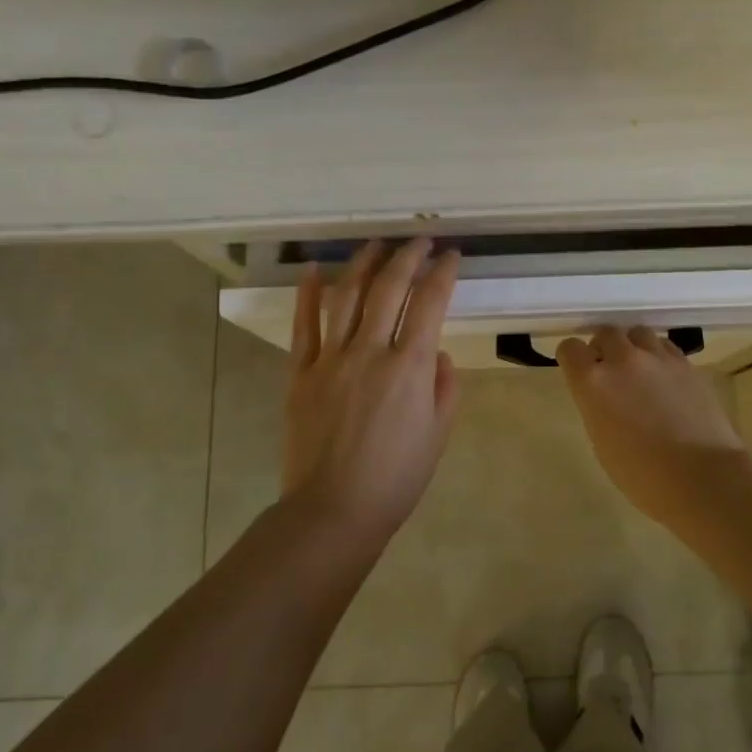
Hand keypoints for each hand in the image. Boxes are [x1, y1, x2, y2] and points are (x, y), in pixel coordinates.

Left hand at [283, 239, 462, 535]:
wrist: (334, 511)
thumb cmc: (396, 478)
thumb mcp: (438, 434)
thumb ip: (444, 387)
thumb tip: (437, 354)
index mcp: (410, 367)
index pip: (430, 303)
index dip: (443, 272)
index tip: (451, 255)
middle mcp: (370, 351)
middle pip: (389, 288)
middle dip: (408, 256)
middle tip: (419, 240)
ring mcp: (331, 359)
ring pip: (347, 296)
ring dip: (364, 263)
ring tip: (376, 244)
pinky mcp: (301, 373)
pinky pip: (304, 326)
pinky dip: (309, 294)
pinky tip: (316, 269)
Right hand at [557, 327, 750, 521]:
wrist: (701, 476)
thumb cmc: (642, 474)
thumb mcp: (602, 442)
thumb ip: (597, 407)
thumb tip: (605, 397)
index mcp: (593, 382)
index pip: (570, 349)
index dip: (571, 358)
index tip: (577, 370)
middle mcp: (623, 360)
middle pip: (606, 332)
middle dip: (604, 347)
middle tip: (609, 369)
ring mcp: (658, 358)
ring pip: (638, 333)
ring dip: (633, 346)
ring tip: (639, 368)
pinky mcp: (687, 364)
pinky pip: (665, 346)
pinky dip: (659, 355)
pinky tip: (664, 377)